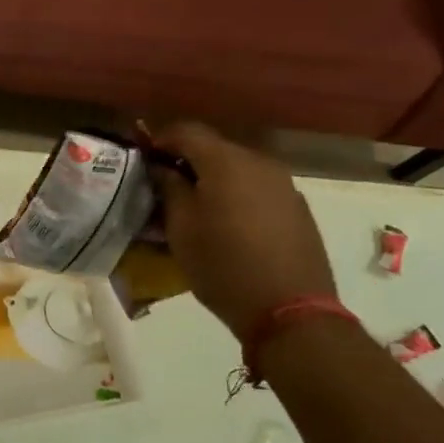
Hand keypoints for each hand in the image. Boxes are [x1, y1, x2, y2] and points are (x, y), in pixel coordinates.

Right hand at [144, 122, 335, 340]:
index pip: (186, 131)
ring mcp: (283, 184)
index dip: (161, 140)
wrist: (291, 311)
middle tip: (167, 186)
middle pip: (214, 147)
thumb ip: (169, 187)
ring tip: (198, 207)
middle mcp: (258, 162)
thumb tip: (162, 167)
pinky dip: (238, 194)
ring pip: (238, 168)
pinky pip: (258, 188)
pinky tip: (230, 223)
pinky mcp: (298, 207)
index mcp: (225, 161)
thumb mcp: (181, 228)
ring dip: (214, 178)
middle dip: (188, 160)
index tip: (146, 159)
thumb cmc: (223, 265)